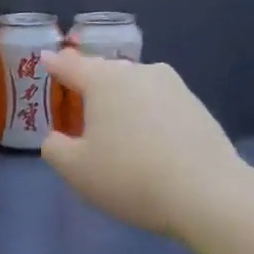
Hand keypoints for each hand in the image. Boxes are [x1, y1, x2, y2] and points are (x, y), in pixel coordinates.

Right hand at [40, 49, 252, 242]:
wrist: (208, 194)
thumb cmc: (129, 176)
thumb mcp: (74, 169)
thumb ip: (54, 147)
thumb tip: (58, 137)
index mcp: (103, 80)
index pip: (70, 65)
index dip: (54, 64)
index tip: (45, 60)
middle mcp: (138, 72)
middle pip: (104, 73)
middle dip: (89, 85)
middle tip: (77, 105)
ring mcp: (173, 86)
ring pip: (134, 87)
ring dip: (120, 102)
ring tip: (114, 129)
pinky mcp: (197, 106)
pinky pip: (158, 104)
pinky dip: (146, 116)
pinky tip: (146, 142)